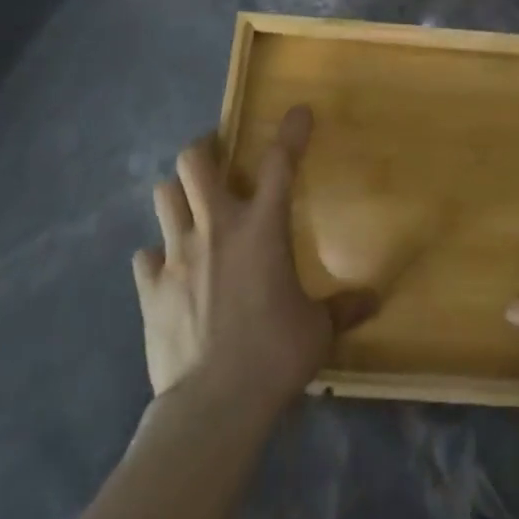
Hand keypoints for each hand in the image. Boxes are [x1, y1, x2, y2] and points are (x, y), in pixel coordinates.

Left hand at [133, 106, 379, 421]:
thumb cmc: (274, 355)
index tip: (298, 111)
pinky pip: (145, 256)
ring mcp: (177, 254)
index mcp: (262, 227)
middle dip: (205, 149)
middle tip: (218, 159)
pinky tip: (168, 270)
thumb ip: (343, 308)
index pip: (279, 162)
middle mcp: (216, 227)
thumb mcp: (317, 331)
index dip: (290, 131)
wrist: (213, 406)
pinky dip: (157, 257)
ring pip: (164, 194)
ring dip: (178, 194)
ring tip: (191, 206)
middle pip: (194, 160)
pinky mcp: (150, 288)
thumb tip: (374, 301)